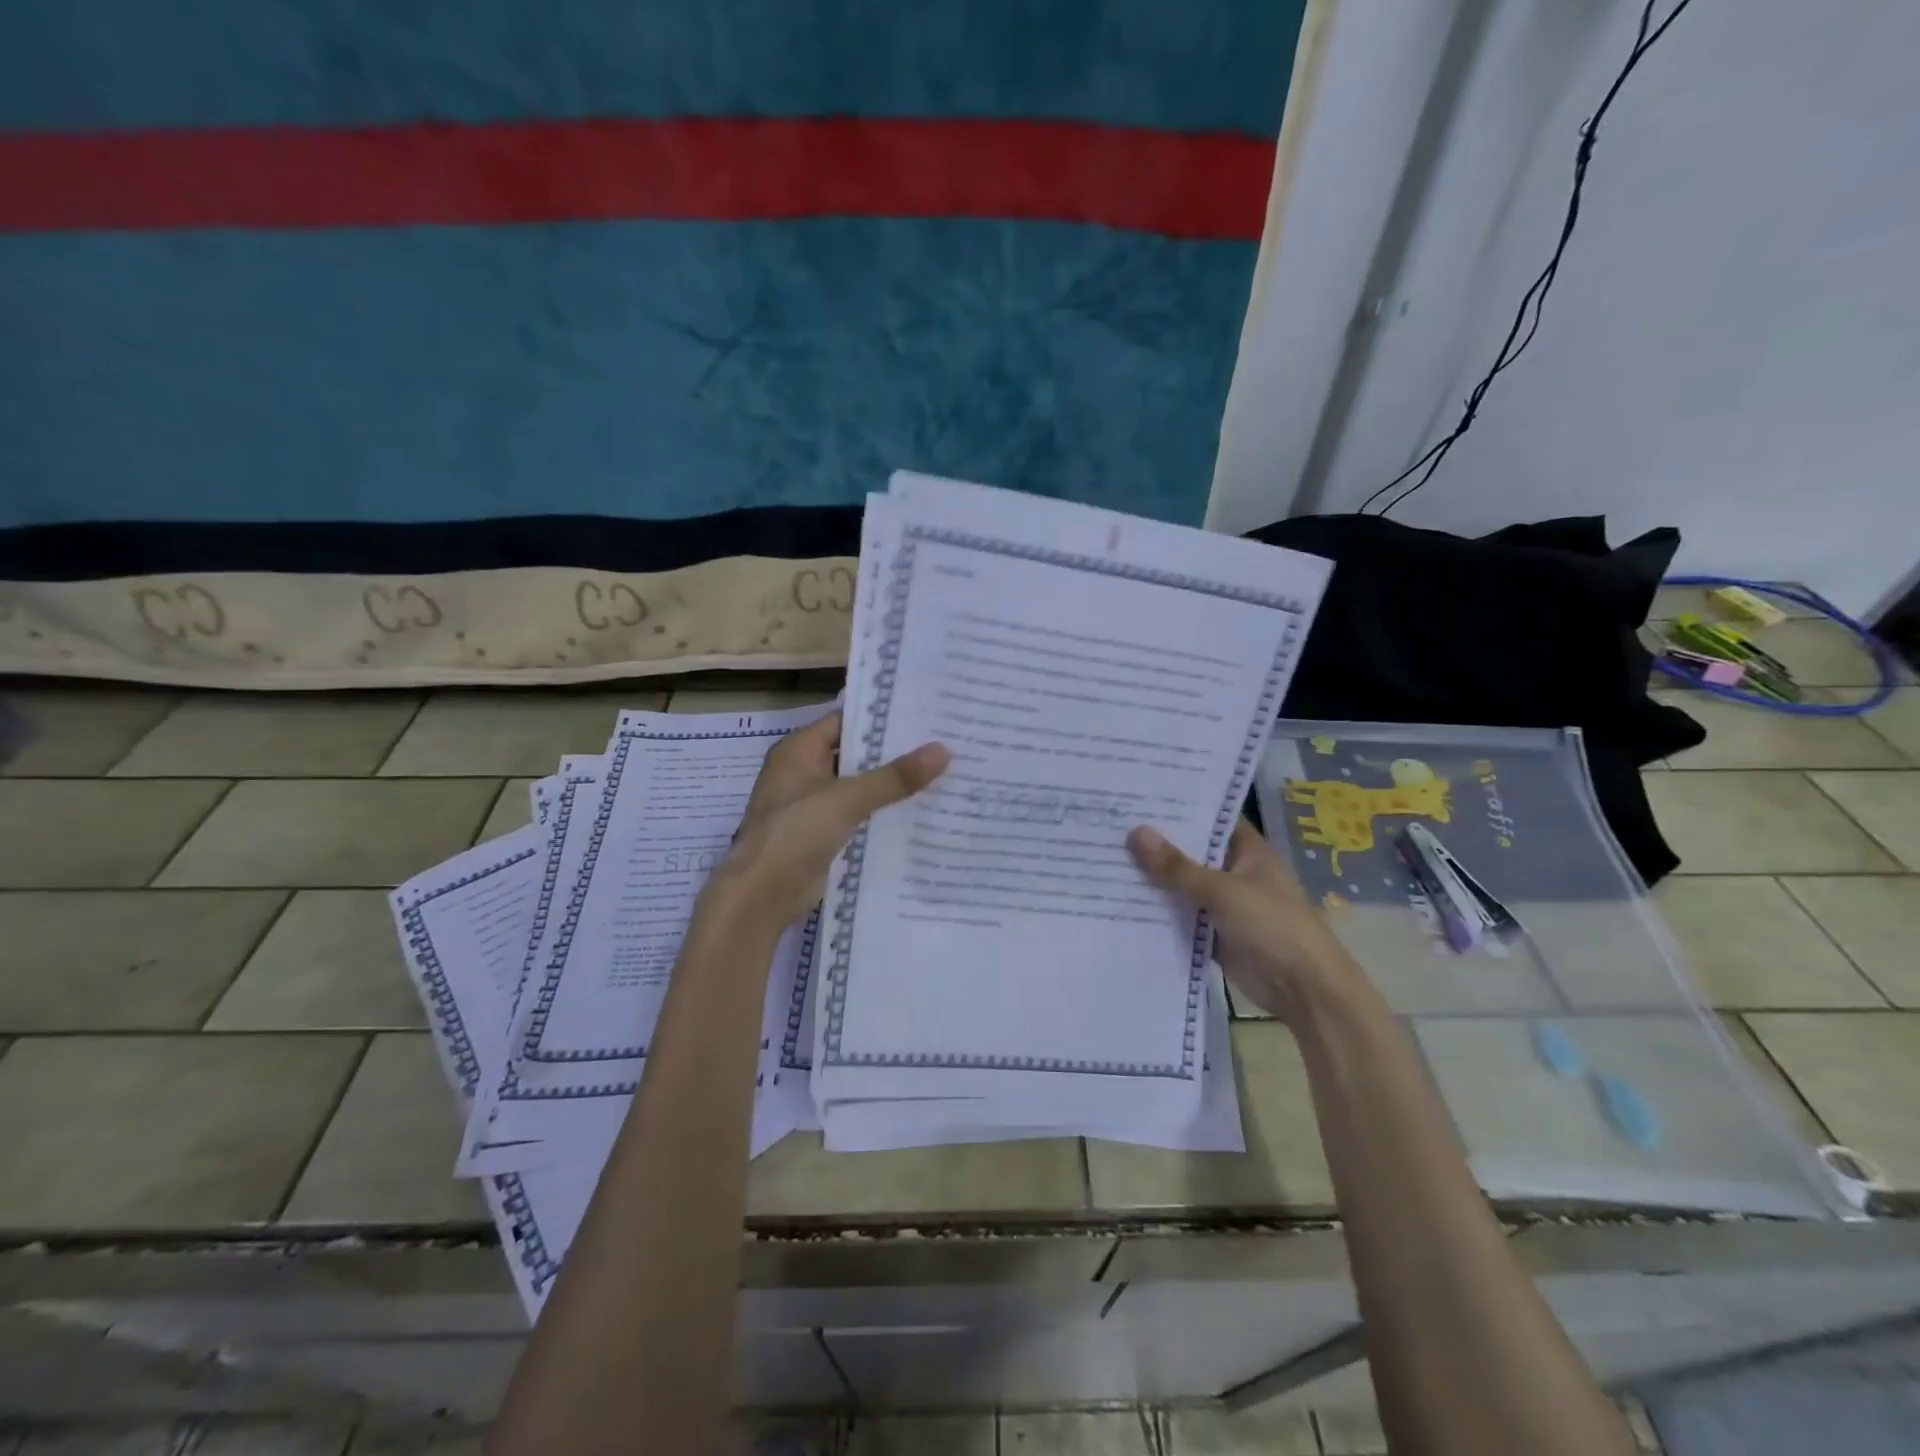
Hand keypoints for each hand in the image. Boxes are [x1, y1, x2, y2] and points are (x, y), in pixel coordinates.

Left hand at [706, 710, 948, 929]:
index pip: (846, 720)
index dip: (882, 718)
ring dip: (890, 785)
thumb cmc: (797, 831)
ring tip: (940, 774)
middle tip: (941, 743)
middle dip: (893, 753)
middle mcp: (804, 771)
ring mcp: (812, 804)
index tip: (922, 715)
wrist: (763, 893)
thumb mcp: (848, 798)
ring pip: (859, 786)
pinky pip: (857, 815)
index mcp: (800, 750)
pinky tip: (919, 811)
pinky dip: (882, 813)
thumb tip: (943, 750)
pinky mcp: (821, 834)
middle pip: (854, 754)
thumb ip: (895, 776)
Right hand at [1127, 819, 1363, 1020]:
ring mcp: (1223, 903)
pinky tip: (1119, 899)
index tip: (1137, 796)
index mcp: (1248, 850)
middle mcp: (1234, 871)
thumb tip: (1135, 832)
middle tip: (1108, 825)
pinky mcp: (1212, 932)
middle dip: (1156, 843)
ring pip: (1181, 884)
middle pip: (1190, 851)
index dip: (1177, 808)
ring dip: (1152, 878)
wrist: (1304, 990)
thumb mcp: (1223, 891)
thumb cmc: (1273, 926)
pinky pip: (1179, 915)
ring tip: (1103, 856)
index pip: (1209, 818)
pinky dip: (1157, 910)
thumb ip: (1177, 866)